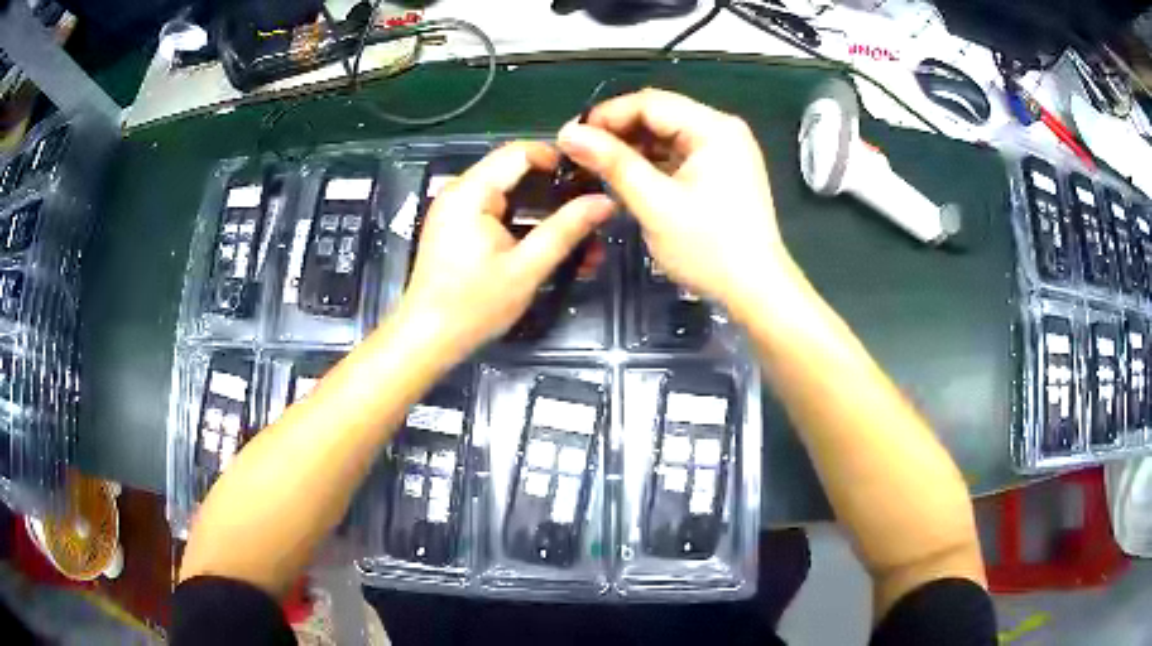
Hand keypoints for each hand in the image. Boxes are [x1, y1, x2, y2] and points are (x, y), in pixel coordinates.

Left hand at [401, 141, 614, 360]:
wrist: (427, 339)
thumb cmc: (473, 305)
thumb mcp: (527, 268)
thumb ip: (567, 230)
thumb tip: (606, 201)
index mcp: (472, 191)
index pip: (521, 151)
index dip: (560, 159)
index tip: (593, 179)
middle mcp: (461, 191)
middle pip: (516, 171)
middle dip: (556, 190)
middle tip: (593, 211)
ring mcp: (457, 210)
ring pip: (510, 194)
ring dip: (544, 211)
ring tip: (581, 234)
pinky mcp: (458, 228)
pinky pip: (498, 212)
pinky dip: (524, 223)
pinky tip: (550, 245)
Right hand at [557, 88, 790, 315]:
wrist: (756, 290)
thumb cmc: (709, 248)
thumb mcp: (655, 204)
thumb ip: (612, 163)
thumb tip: (567, 133)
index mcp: (714, 128)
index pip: (649, 103)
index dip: (606, 115)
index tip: (570, 137)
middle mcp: (722, 130)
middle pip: (659, 115)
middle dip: (617, 131)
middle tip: (578, 153)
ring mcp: (724, 151)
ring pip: (666, 135)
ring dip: (631, 147)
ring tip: (595, 165)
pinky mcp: (721, 171)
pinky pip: (678, 155)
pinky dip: (651, 162)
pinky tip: (625, 176)